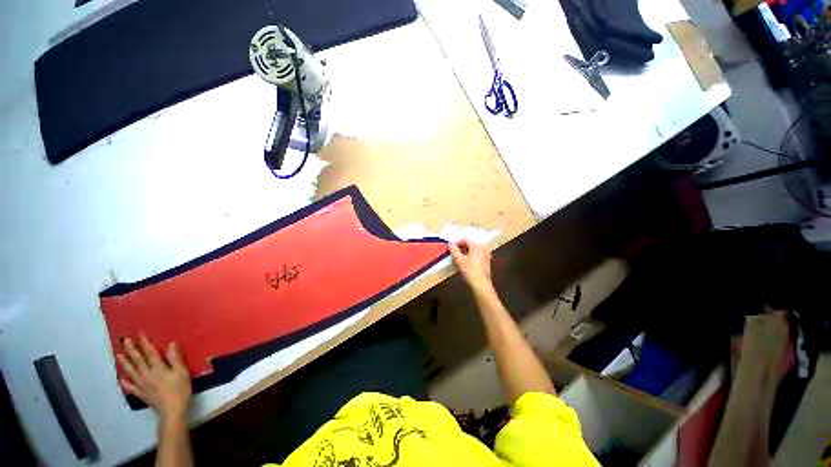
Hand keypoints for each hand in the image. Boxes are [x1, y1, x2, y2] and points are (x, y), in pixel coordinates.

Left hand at [118, 335, 190, 423]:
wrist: (172, 410)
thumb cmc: (180, 389)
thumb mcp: (182, 373)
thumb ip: (175, 359)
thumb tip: (171, 344)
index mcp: (157, 368)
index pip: (149, 353)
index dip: (144, 343)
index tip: (139, 334)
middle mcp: (146, 374)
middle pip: (137, 360)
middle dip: (131, 350)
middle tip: (124, 340)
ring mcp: (141, 385)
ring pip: (130, 371)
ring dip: (124, 362)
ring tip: (118, 355)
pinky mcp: (140, 393)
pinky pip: (130, 387)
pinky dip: (124, 381)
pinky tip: (121, 378)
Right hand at [449, 239, 492, 290]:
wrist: (481, 284)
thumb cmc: (470, 271)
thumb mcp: (459, 260)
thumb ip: (453, 250)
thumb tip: (450, 244)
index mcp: (477, 245)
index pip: (465, 239)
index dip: (456, 242)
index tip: (450, 247)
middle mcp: (483, 247)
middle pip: (469, 243)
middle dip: (460, 247)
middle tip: (453, 252)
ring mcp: (486, 254)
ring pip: (473, 249)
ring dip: (465, 251)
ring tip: (458, 257)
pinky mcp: (486, 260)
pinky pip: (477, 253)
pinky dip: (470, 255)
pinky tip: (465, 261)